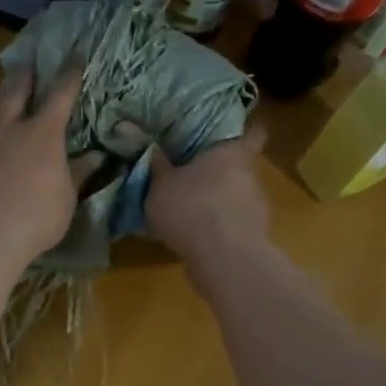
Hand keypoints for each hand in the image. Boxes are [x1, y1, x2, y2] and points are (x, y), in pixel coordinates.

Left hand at [0, 65, 84, 266]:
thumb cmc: (37, 213)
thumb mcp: (67, 196)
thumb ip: (78, 173)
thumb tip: (95, 156)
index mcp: (44, 132)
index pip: (61, 96)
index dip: (70, 77)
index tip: (76, 59)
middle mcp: (13, 130)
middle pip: (17, 93)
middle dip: (26, 78)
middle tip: (30, 65)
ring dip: (7, 107)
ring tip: (13, 106)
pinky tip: (1, 147)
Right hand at [144, 121, 269, 265]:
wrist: (224, 259)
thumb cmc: (192, 207)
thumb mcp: (160, 182)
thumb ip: (151, 159)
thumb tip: (128, 125)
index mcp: (232, 153)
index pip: (254, 131)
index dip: (246, 127)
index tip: (233, 127)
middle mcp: (250, 175)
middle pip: (240, 164)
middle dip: (219, 166)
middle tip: (193, 168)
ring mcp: (256, 207)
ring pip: (237, 194)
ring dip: (219, 197)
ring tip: (191, 205)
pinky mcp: (253, 235)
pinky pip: (233, 221)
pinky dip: (218, 223)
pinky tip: (197, 233)